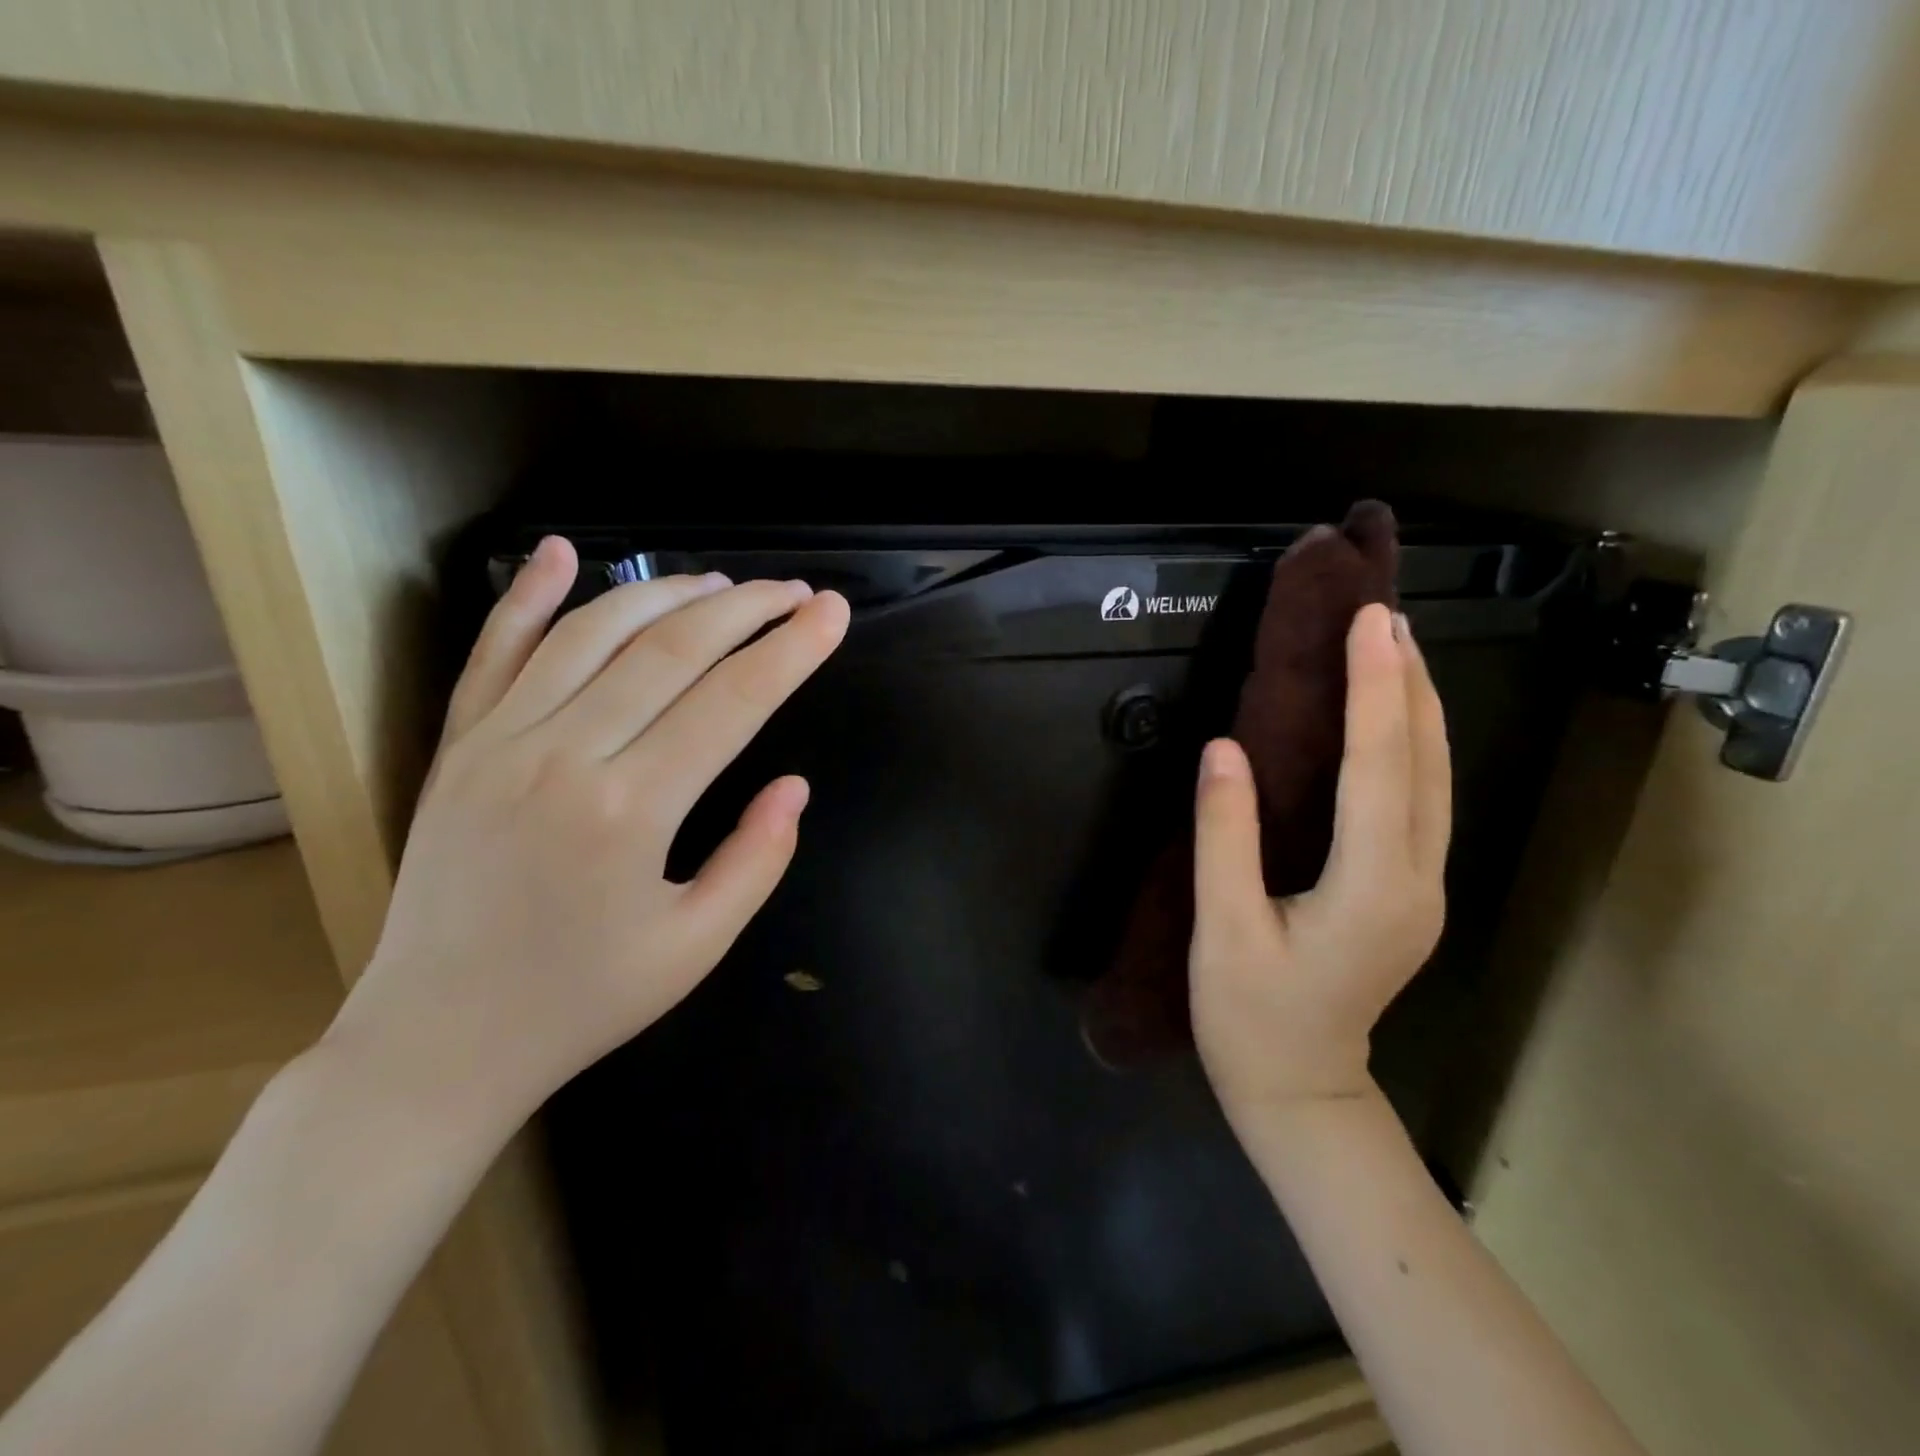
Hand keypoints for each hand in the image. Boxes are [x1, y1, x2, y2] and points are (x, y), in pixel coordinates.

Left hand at [323, 536, 850, 1144]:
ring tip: (724, 585)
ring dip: (667, 594)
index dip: (792, 650)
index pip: (733, 700)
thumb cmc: (582, 1000)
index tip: (833, 613)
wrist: (437, 1040)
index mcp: (630, 811)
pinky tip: (561, 550)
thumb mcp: (696, 947)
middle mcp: (563, 755)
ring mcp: (499, 741)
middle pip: (671, 649)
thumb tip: (794, 786)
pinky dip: (528, 594)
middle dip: (746, 609)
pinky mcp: (458, 745)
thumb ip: (757, 859)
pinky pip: (495, 651)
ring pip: (593, 632)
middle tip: (796, 592)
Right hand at [1190, 603, 1449, 1122]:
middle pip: (1426, 763)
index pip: (1379, 767)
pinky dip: (1412, 745)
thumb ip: (1225, 836)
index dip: (1376, 690)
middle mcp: (1417, 879)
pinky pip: (1424, 799)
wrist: (1301, 1091)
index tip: (1369, 622)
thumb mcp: (1222, 929)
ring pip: (1437, 779)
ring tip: (1394, 647)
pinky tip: (1393, 718)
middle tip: (1383, 615)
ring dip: (1418, 707)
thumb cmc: (1250, 1017)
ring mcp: (1424, 887)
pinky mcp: (1411, 891)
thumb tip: (1224, 748)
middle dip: (1409, 682)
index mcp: (1372, 888)